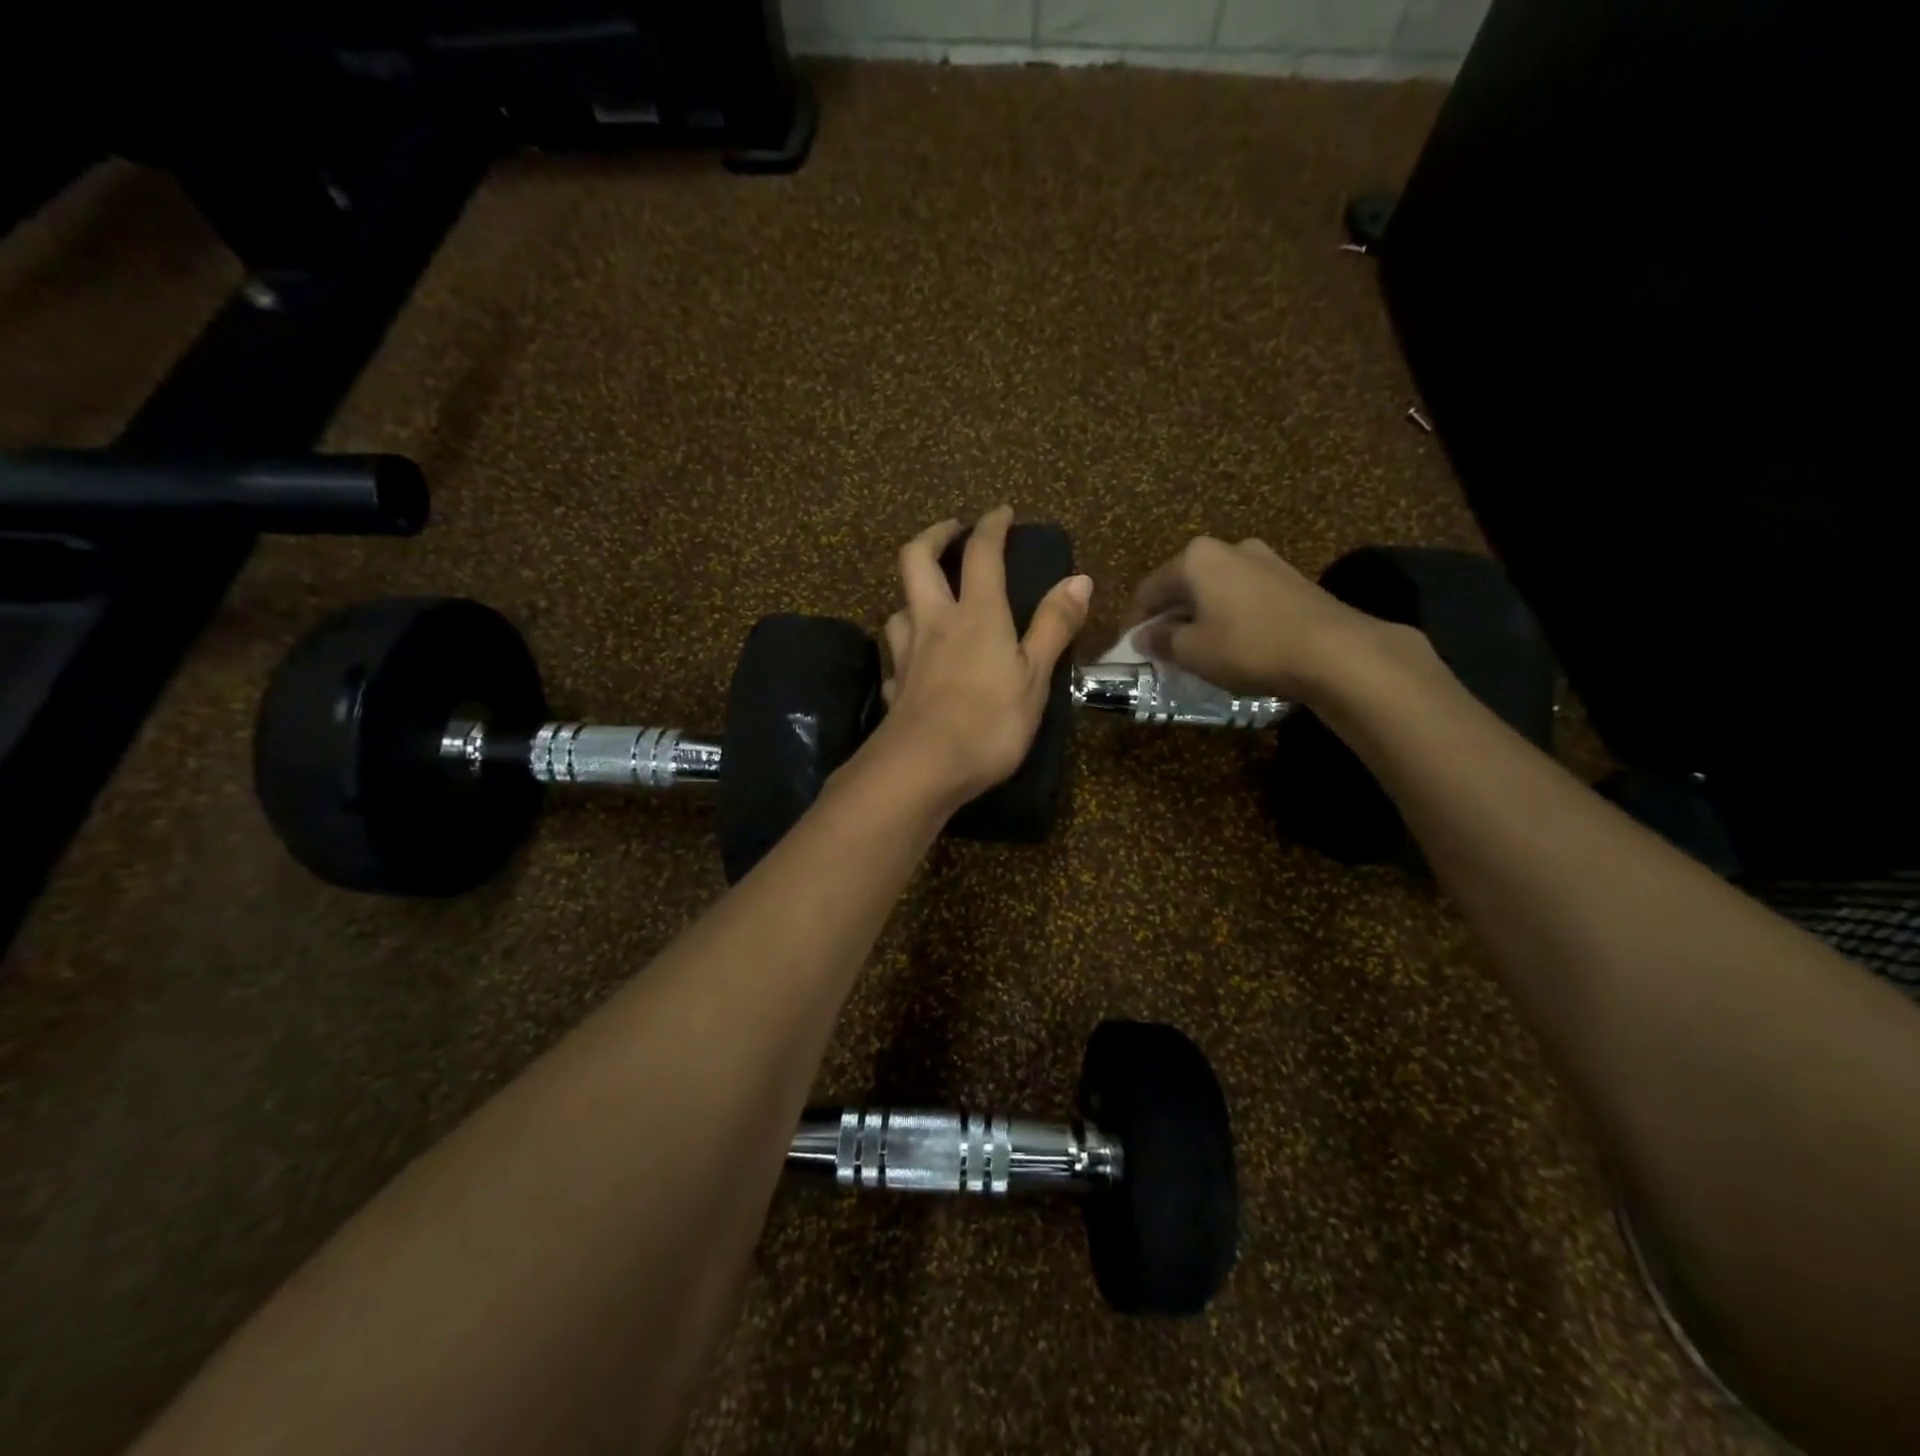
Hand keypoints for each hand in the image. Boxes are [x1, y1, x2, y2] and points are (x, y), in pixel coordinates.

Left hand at [871, 507, 1092, 806]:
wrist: (922, 769)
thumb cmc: (988, 722)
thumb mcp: (1034, 676)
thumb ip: (1053, 626)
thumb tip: (1079, 578)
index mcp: (976, 614)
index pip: (981, 554)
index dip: (991, 526)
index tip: (1001, 512)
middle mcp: (934, 622)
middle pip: (916, 559)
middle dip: (934, 535)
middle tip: (951, 531)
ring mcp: (907, 654)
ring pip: (898, 607)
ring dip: (913, 593)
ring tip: (931, 600)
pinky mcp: (893, 686)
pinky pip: (896, 656)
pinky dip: (906, 648)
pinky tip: (915, 663)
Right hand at [1128, 536, 1409, 701]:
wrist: (1333, 650)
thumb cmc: (1248, 646)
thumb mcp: (1193, 651)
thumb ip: (1161, 640)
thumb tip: (1144, 636)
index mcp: (1196, 558)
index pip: (1149, 588)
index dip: (1134, 621)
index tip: (1130, 649)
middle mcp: (1228, 548)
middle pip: (1183, 584)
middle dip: (1168, 616)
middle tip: (1161, 650)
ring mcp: (1264, 559)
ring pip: (1215, 589)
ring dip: (1199, 616)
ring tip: (1197, 648)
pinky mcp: (1290, 578)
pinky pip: (1243, 595)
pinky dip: (1228, 616)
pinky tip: (1233, 642)